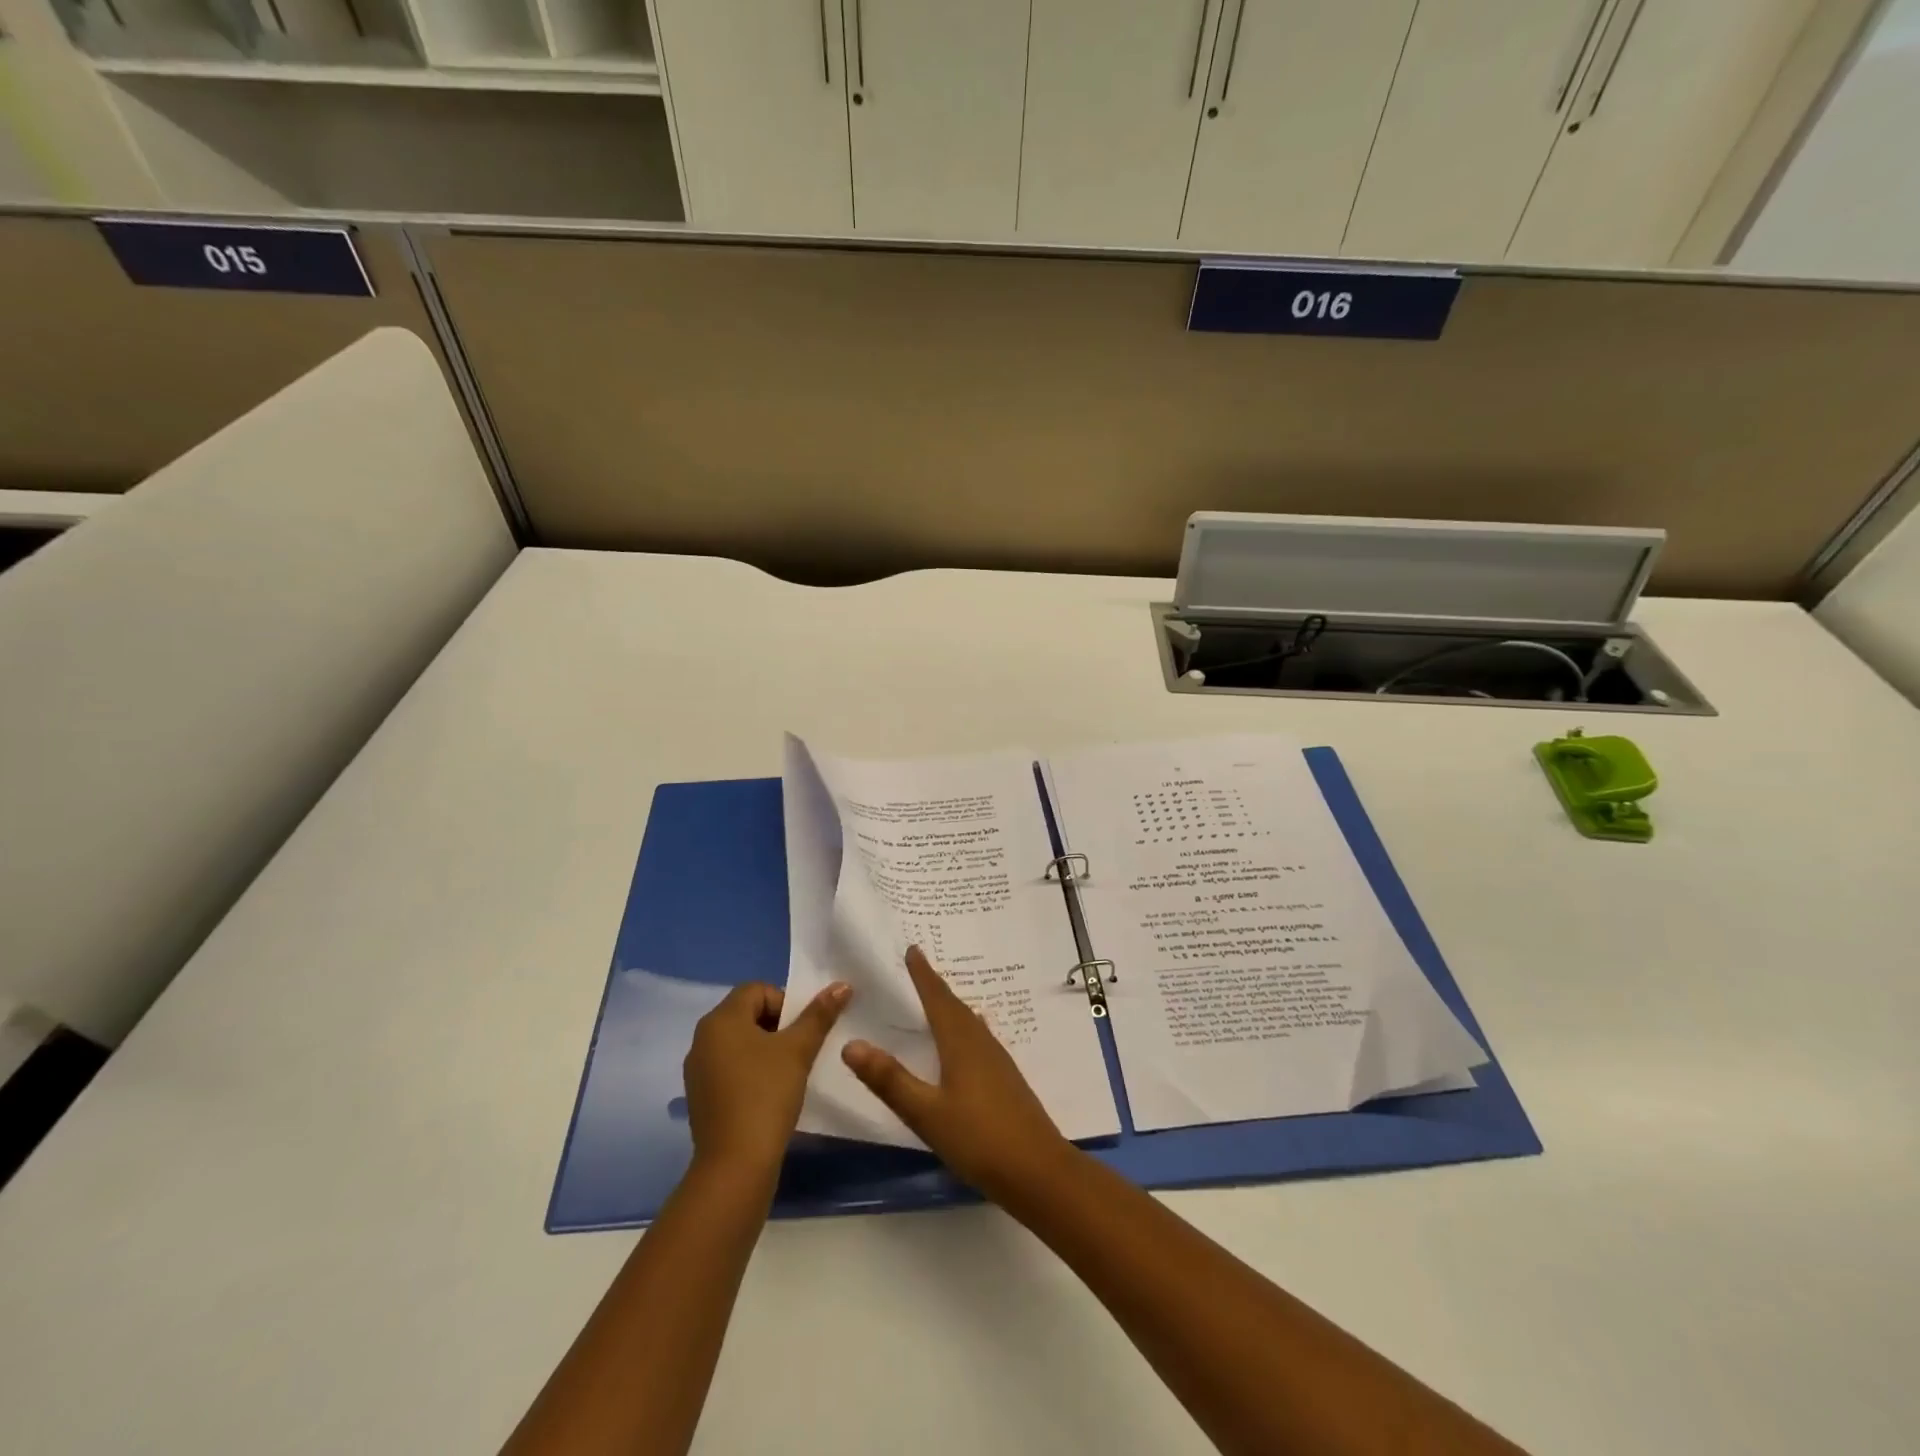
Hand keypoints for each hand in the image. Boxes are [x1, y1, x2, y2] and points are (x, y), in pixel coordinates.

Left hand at [683, 980, 848, 1178]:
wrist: (735, 1165)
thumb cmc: (766, 1095)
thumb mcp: (798, 1050)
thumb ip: (819, 1015)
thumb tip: (842, 985)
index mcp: (720, 1020)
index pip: (757, 989)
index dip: (785, 1002)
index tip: (801, 1031)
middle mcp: (703, 1038)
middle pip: (747, 1013)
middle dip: (778, 1025)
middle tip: (800, 1050)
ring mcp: (698, 1070)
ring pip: (739, 1042)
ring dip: (766, 1049)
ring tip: (788, 1073)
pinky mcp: (701, 1097)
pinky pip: (730, 1067)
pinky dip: (751, 1071)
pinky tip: (768, 1095)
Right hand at [841, 947, 1072, 1201]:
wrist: (1038, 1171)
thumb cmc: (978, 1138)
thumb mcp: (926, 1113)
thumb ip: (889, 1080)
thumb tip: (850, 1044)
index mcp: (961, 1042)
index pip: (937, 998)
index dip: (923, 974)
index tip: (913, 948)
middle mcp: (981, 1042)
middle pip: (954, 1005)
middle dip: (935, 985)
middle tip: (918, 967)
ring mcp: (997, 1060)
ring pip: (969, 1021)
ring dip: (950, 1006)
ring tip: (936, 998)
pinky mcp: (1005, 1079)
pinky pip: (978, 1038)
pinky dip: (962, 1028)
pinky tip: (963, 1041)